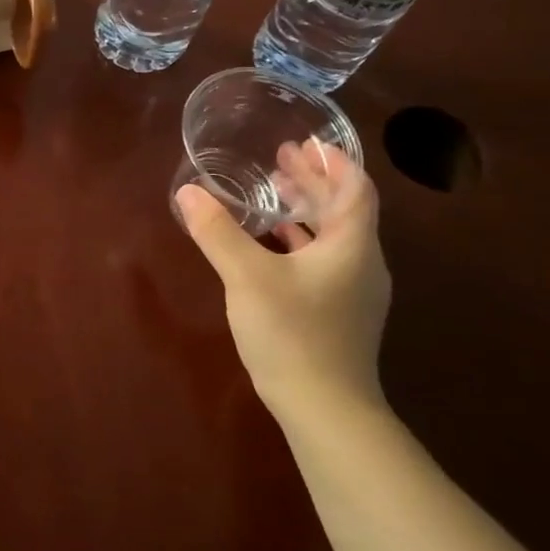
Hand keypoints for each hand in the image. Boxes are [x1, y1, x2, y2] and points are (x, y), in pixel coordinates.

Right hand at [175, 141, 391, 426]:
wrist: (325, 408)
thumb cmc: (293, 333)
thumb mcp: (247, 276)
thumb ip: (217, 232)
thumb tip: (188, 192)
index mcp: (352, 247)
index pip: (356, 189)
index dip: (334, 162)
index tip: (307, 142)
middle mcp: (361, 263)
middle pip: (344, 210)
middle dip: (313, 182)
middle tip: (280, 158)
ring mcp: (352, 291)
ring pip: (333, 236)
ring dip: (306, 210)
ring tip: (272, 192)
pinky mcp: (337, 312)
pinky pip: (322, 260)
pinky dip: (299, 240)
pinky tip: (271, 243)